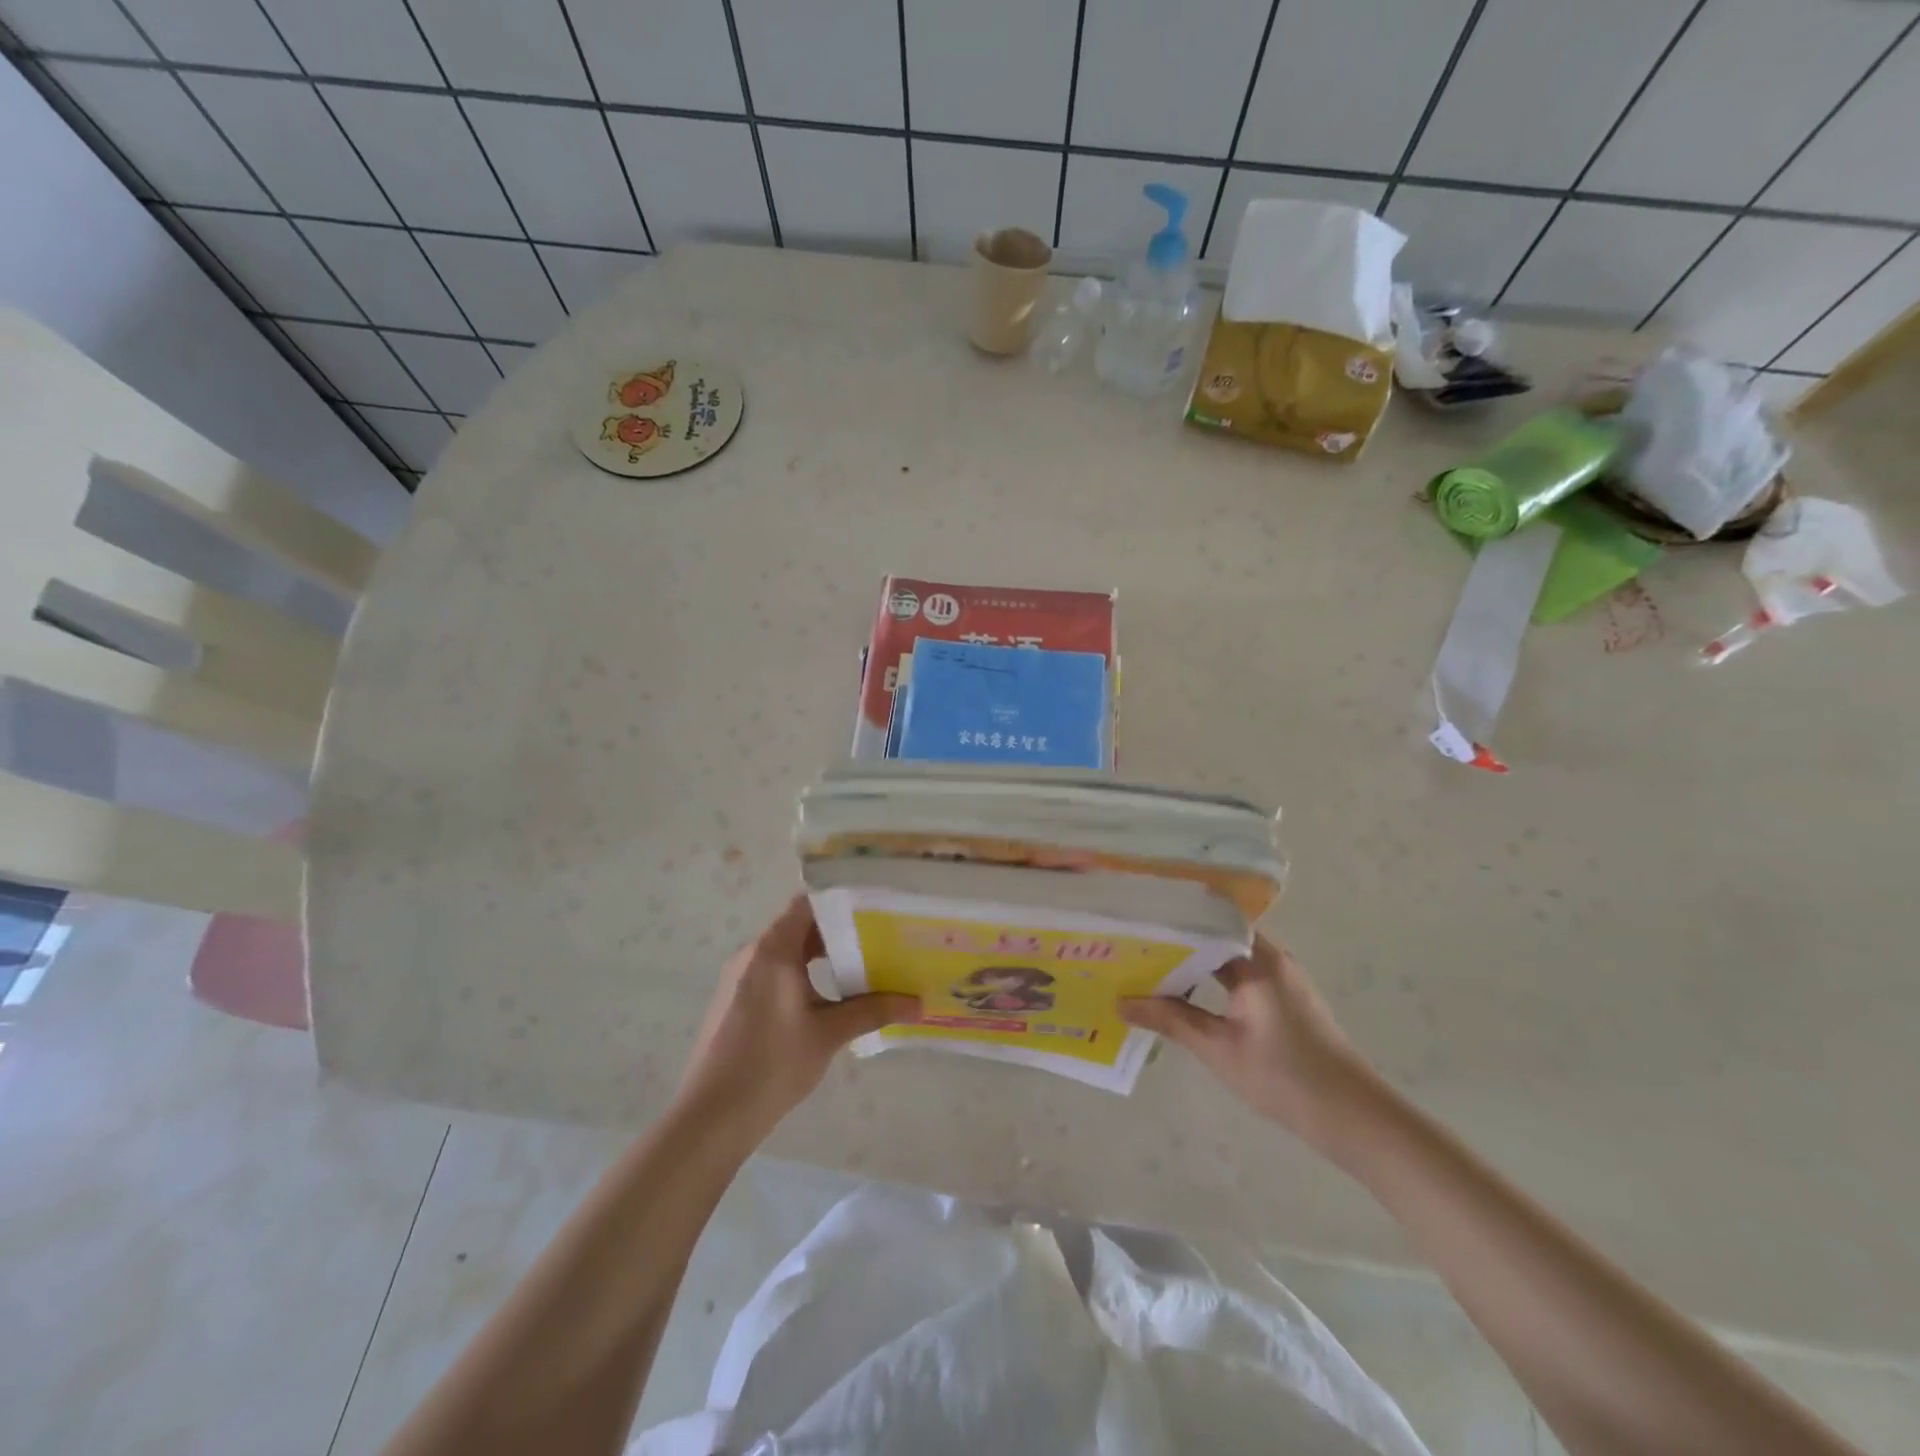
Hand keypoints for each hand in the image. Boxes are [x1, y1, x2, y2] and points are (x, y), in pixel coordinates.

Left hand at [677, 895, 916, 1140]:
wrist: (710, 1117)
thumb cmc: (772, 1065)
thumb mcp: (829, 1034)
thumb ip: (873, 1011)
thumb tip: (918, 1004)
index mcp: (772, 949)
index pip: (808, 903)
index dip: (840, 900)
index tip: (874, 907)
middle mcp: (752, 954)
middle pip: (799, 926)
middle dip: (838, 932)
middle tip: (878, 939)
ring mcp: (739, 978)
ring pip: (785, 952)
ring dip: (820, 956)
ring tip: (861, 967)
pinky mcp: (734, 1001)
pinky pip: (772, 972)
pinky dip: (800, 974)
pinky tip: (826, 999)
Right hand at [1121, 935, 1374, 1151]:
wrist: (1354, 1117)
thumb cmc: (1284, 1077)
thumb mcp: (1218, 1049)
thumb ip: (1170, 1019)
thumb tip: (1121, 1002)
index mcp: (1257, 960)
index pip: (1206, 922)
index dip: (1169, 921)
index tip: (1134, 924)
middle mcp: (1272, 958)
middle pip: (1216, 935)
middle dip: (1176, 941)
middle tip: (1133, 945)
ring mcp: (1283, 978)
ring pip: (1228, 956)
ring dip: (1194, 961)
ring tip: (1151, 966)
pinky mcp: (1287, 999)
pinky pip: (1241, 973)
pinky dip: (1213, 977)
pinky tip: (1187, 993)